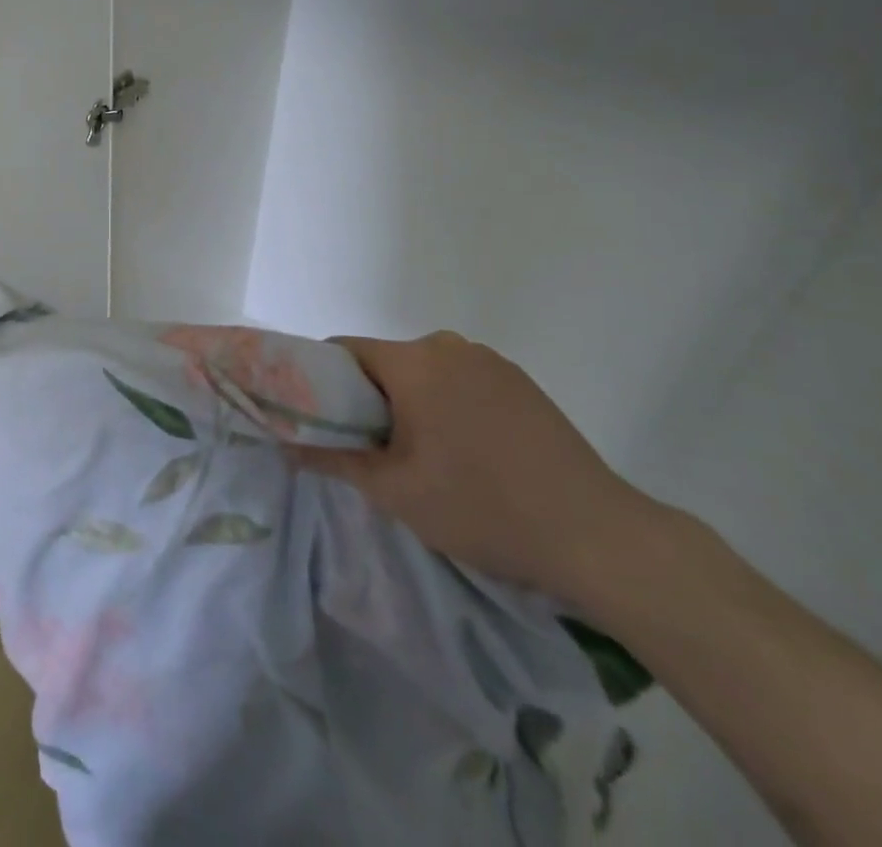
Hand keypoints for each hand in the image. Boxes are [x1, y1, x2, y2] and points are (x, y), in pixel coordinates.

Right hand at [289, 331, 659, 607]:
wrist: (597, 536)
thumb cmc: (482, 507)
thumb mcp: (395, 490)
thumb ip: (333, 458)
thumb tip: (285, 447)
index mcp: (414, 361)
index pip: (344, 352)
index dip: (322, 382)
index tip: (323, 420)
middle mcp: (449, 345)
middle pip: (385, 362)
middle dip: (369, 399)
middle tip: (373, 451)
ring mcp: (490, 361)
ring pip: (424, 372)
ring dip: (410, 404)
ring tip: (424, 458)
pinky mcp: (520, 381)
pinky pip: (461, 381)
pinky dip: (448, 405)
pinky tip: (469, 452)